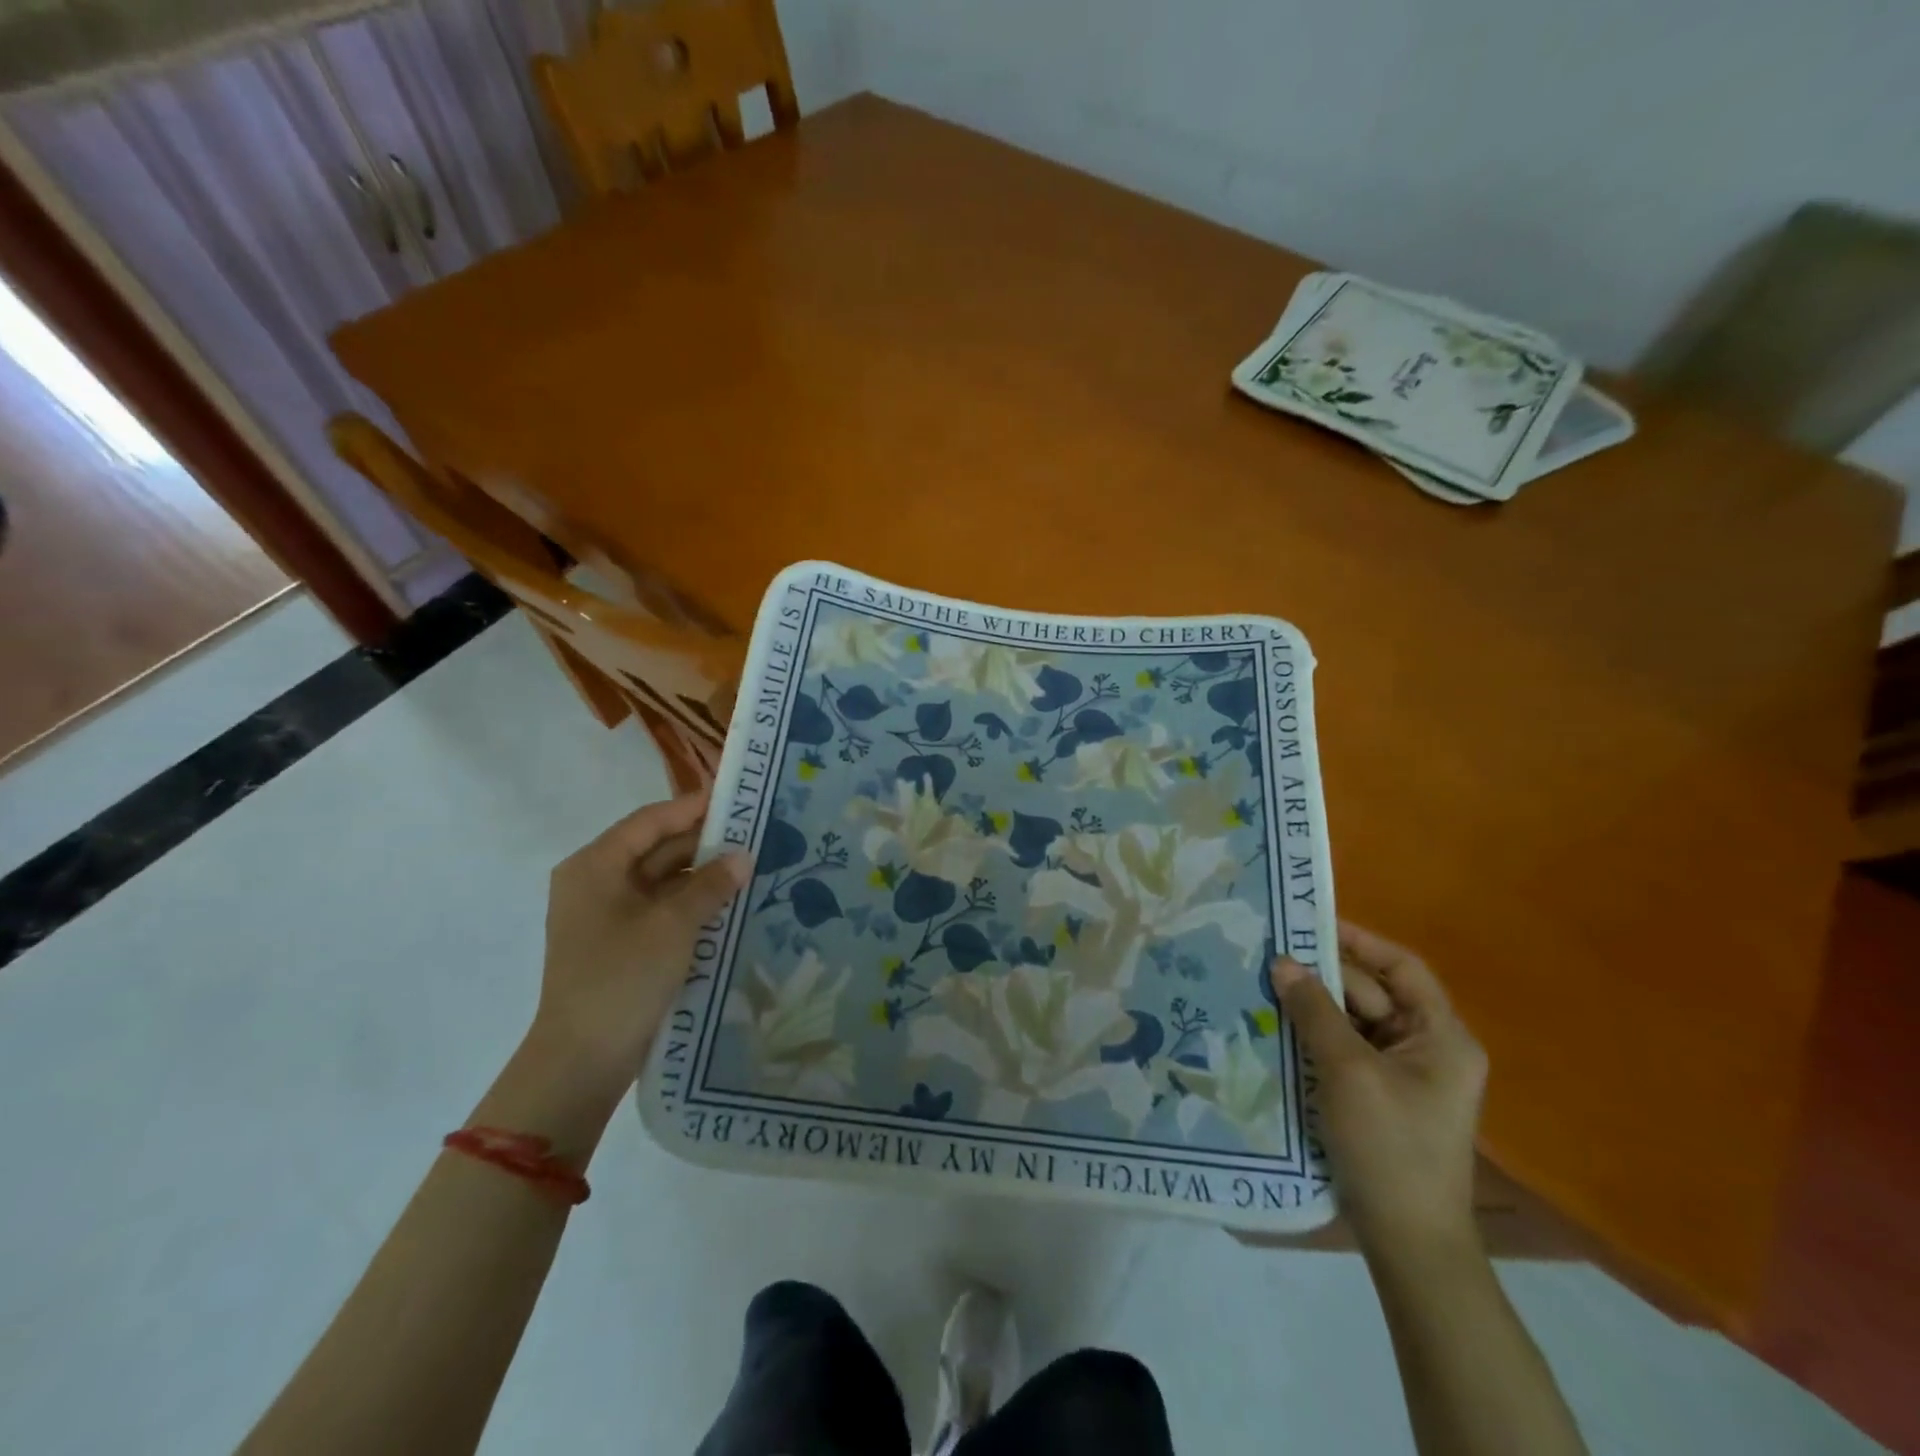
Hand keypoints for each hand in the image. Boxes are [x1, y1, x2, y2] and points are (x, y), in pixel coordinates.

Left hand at [533, 791, 748, 1095]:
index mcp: (595, 866)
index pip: (650, 821)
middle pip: (657, 848)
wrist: (583, 1060)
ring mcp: (609, 915)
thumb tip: (744, 855)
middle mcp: (598, 882)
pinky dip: (694, 904)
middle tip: (756, 835)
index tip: (738, 800)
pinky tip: (731, 903)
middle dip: (705, 844)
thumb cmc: (622, 978)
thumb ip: (711, 884)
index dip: (693, 808)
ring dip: (704, 876)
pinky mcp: (623, 942)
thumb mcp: (673, 925)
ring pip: (664, 880)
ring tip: (752, 867)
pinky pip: (663, 909)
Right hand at [1270, 923, 1486, 1265]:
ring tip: (1264, 985)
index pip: (1402, 968)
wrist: (1408, 1240)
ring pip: (1353, 1022)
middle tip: (1270, 957)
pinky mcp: (1377, 1095)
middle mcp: (1427, 1048)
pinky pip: (1344, 1049)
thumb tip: (1282, 961)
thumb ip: (1315, 1010)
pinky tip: (1276, 1026)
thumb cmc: (1389, 1146)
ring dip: (1313, 1006)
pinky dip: (1314, 1036)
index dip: (1359, 941)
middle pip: (1371, 994)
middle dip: (1323, 976)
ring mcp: (1402, 1074)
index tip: (1309, 923)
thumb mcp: (1348, 1071)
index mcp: (1441, 1037)